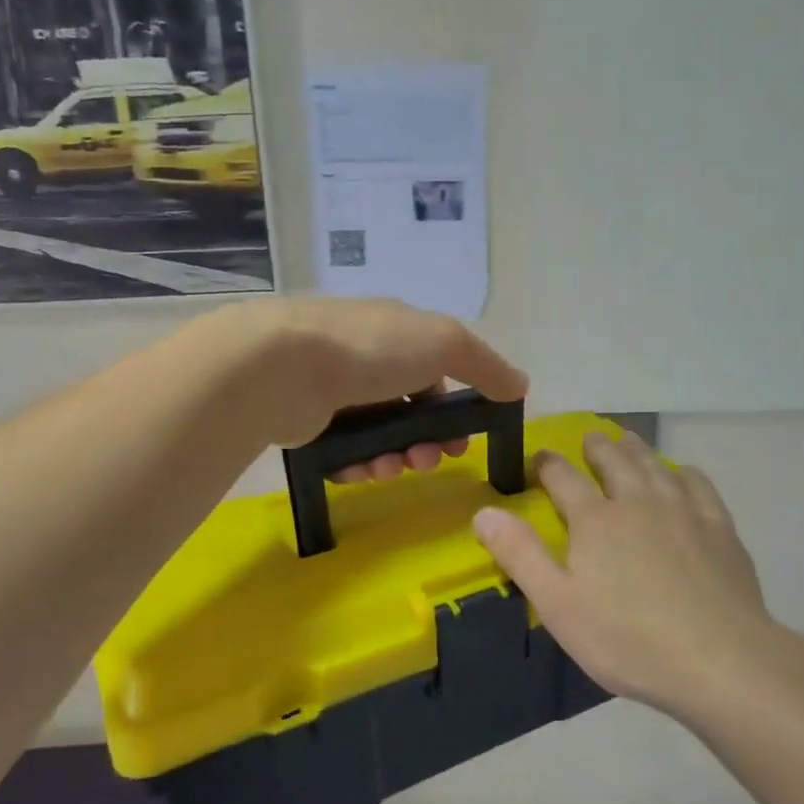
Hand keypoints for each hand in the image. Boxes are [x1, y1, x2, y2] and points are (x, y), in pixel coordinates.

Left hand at [217, 298, 527, 476]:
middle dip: (425, 441)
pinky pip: (343, 452)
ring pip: (378, 435)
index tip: (463, 441)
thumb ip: (485, 365)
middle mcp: (364, 357)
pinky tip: (361, 472)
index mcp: (397, 332)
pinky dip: (358, 465)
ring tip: (391, 470)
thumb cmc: (372, 348)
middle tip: (426, 463)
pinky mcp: (305, 421)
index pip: (435, 373)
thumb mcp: (444, 343)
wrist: (282, 367)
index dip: (454, 410)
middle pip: (408, 410)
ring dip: (394, 458)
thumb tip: (520, 384)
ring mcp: (332, 390)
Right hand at [472, 433, 779, 716]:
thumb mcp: (558, 604)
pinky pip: (698, 484)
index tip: (540, 458)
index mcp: (595, 519)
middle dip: (596, 447)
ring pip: (655, 465)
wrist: (718, 659)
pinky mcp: (719, 527)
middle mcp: (638, 501)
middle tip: (589, 440)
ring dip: (637, 449)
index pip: (563, 476)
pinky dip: (683, 473)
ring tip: (627, 441)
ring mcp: (683, 510)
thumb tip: (484, 512)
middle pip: (614, 460)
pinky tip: (682, 476)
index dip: (547, 464)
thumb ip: (520, 555)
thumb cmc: (628, 638)